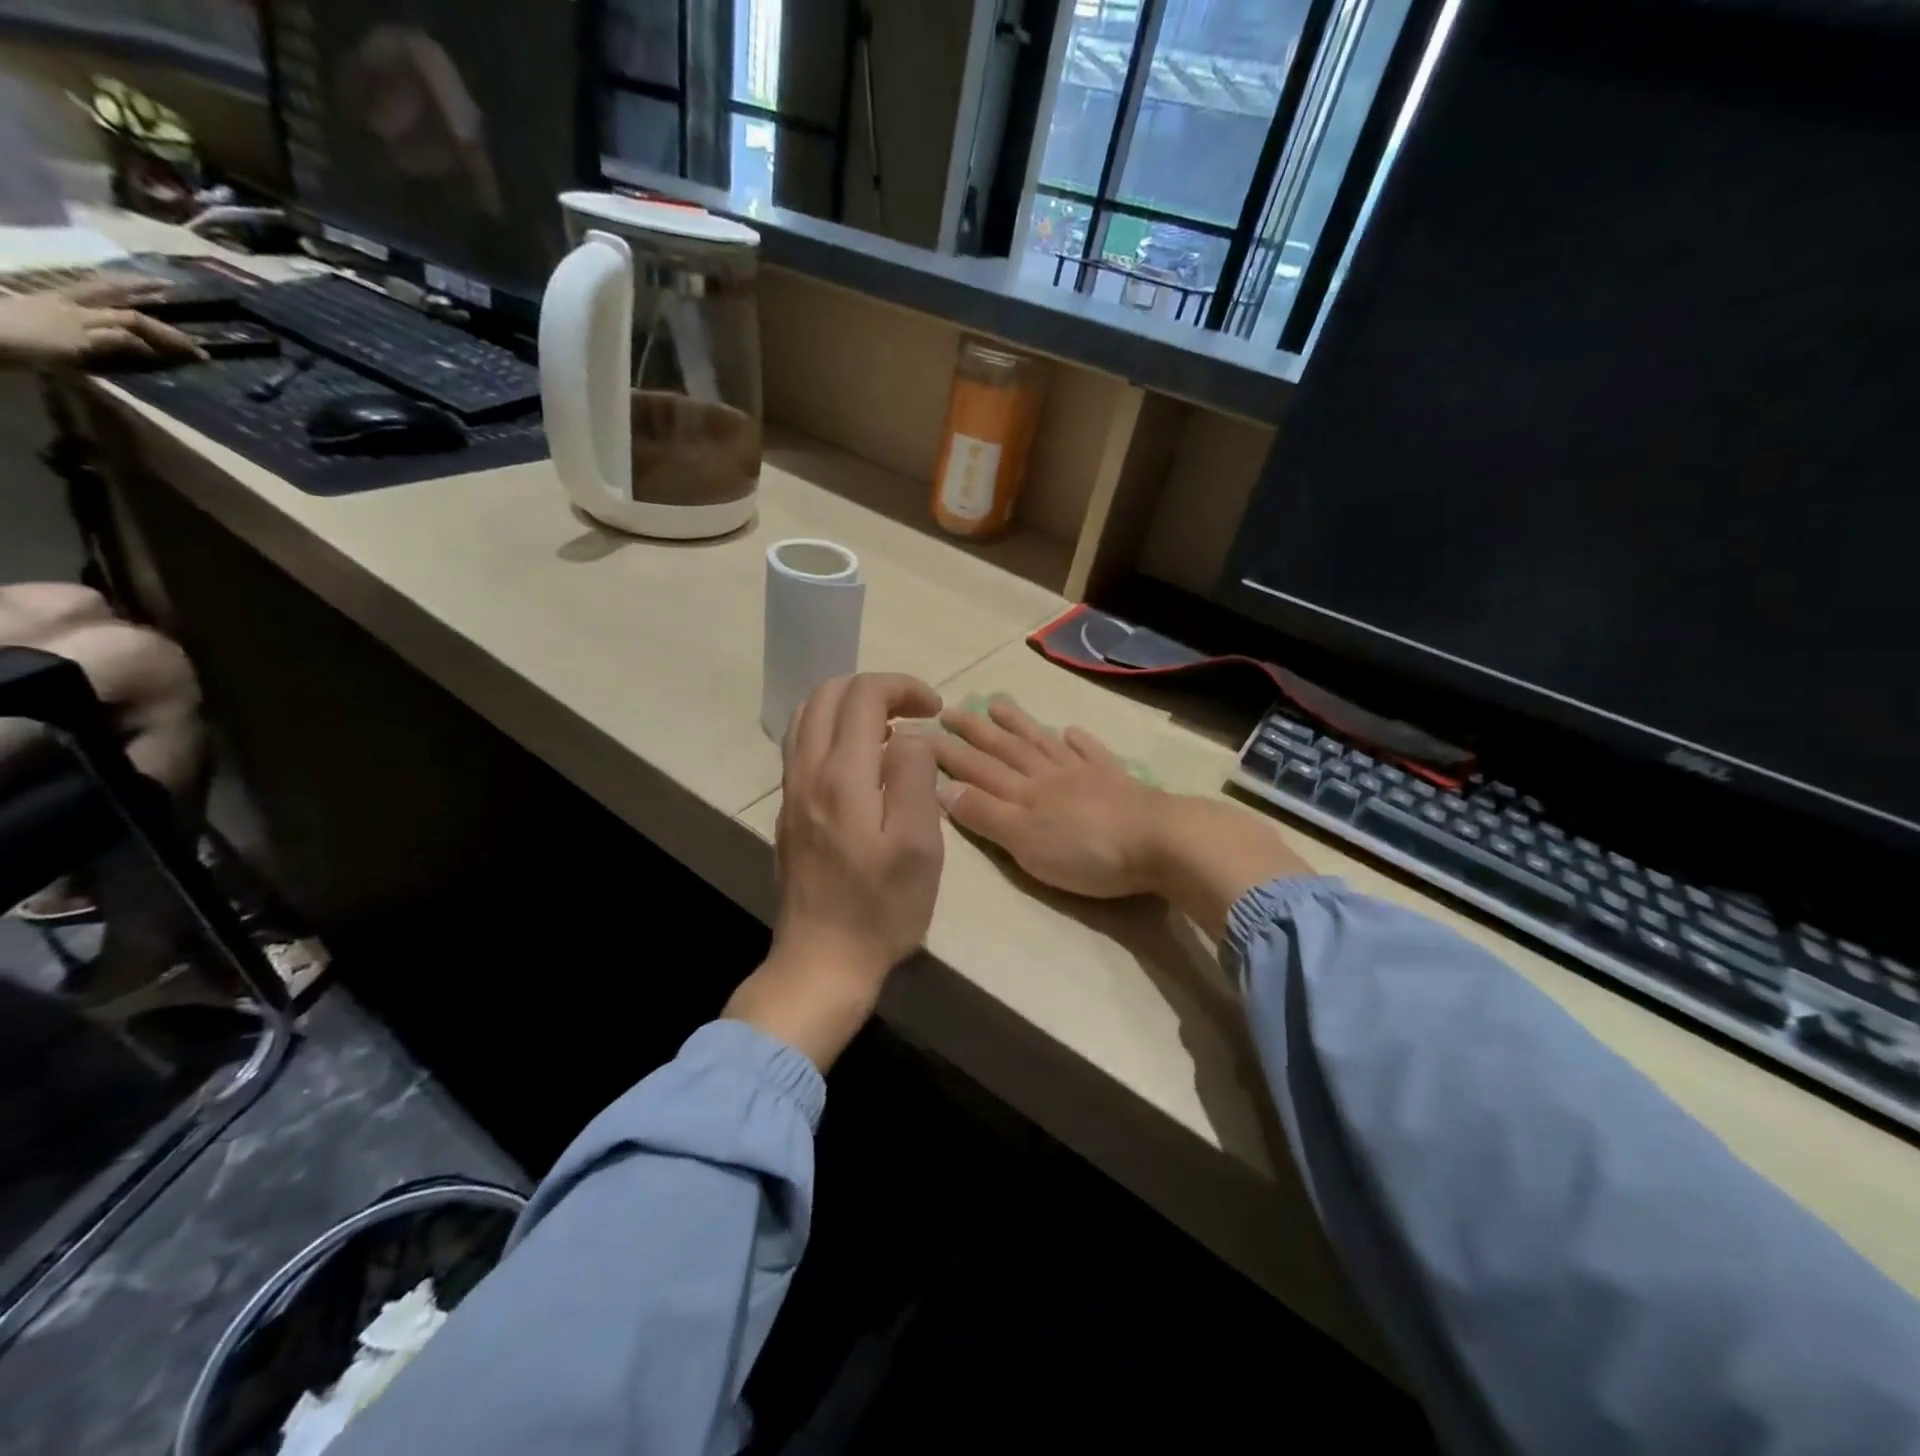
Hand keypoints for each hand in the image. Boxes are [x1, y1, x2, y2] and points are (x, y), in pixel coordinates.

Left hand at [0, 278, 204, 367]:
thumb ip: (111, 338)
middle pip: (110, 291)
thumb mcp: (75, 344)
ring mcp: (53, 304)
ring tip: (142, 287)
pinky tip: (106, 303)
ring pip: (93, 291)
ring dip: (120, 288)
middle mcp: (70, 302)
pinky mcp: (40, 310)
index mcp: (81, 311)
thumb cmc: (26, 341)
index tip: (198, 350)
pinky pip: (79, 300)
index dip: (167, 334)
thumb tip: (145, 341)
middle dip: (140, 287)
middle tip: (169, 285)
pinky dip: (98, 298)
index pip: (134, 319)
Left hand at [726, 673, 945, 1068]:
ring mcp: (791, 791)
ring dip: (850, 708)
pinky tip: (862, 765)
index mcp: (842, 775)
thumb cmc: (882, 907)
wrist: (822, 960)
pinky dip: (833, 732)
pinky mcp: (788, 811)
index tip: (935, 710)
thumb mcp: (918, 845)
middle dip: (876, 689)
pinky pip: (802, 746)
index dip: (903, 687)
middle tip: (914, 715)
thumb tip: (910, 733)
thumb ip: (914, 775)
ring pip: (808, 717)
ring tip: (889, 734)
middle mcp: (807, 772)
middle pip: (828, 694)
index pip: (864, 694)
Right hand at [933, 696, 1167, 898]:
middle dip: (975, 731)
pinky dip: (1079, 741)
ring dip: (1020, 724)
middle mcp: (1049, 775)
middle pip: (1007, 748)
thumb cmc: (1086, 852)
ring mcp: (1084, 774)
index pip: (977, 768)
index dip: (949, 752)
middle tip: (950, 709)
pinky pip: (1091, 753)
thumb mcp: (1025, 842)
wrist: (1158, 842)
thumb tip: (943, 787)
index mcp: (1024, 792)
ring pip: (1044, 743)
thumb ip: (986, 815)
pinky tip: (1071, 730)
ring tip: (999, 704)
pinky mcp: (1116, 781)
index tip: (921, 732)